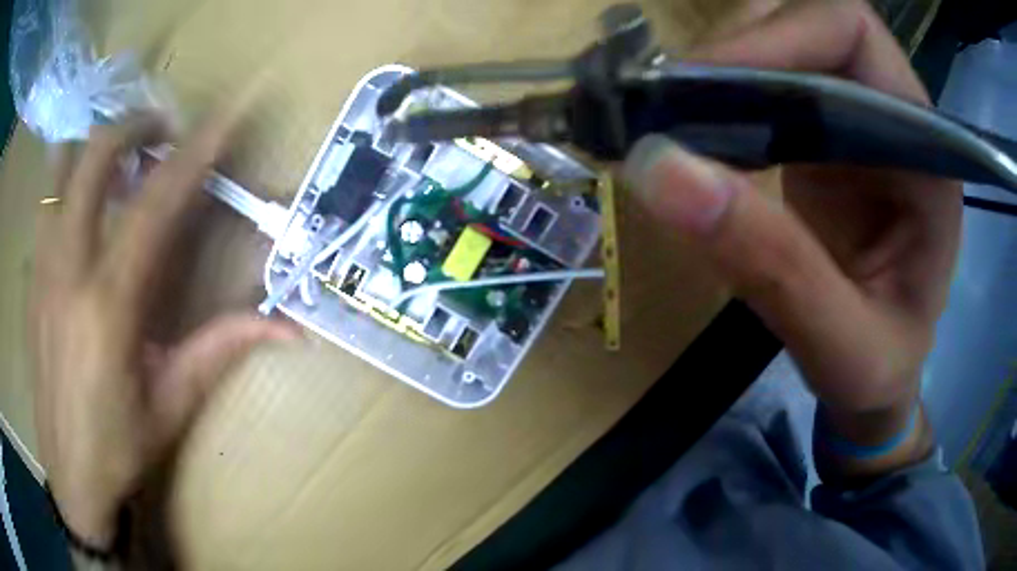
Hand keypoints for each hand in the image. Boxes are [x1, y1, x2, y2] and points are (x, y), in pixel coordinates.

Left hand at [30, 113, 298, 548]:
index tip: (224, 117)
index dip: (194, 154)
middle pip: (95, 155)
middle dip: (134, 125)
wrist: (68, 476)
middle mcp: (69, 270)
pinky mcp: (31, 278)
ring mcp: (43, 267)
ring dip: (95, 147)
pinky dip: (70, 181)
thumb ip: (221, 350)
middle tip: (162, 130)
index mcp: (109, 305)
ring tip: (120, 159)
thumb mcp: (172, 405)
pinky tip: (85, 207)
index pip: (155, 204)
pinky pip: (48, 202)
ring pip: (62, 167)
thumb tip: (290, 328)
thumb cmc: (118, 450)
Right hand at [624, 0, 959, 477]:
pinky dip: (723, 90)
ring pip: (783, 39)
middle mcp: (895, 115)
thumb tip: (662, 170)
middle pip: (809, 21)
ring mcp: (859, 118)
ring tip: (676, 116)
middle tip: (672, 104)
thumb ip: (775, 269)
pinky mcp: (827, 134)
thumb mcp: (841, 347)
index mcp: (926, 152)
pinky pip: (770, 78)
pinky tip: (696, 129)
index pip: (852, 33)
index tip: (701, 87)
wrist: (880, 380)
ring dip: (724, 65)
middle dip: (737, 48)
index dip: (776, 37)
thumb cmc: (879, 373)